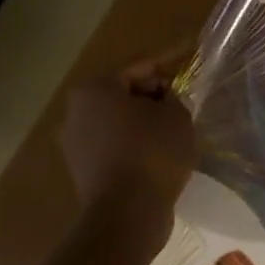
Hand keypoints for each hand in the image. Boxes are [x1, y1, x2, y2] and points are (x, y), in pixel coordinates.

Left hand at [60, 52, 196, 244]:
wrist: (127, 214)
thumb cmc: (153, 154)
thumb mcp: (177, 116)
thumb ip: (174, 98)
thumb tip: (165, 101)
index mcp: (95, 89)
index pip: (140, 65)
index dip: (170, 58)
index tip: (189, 50)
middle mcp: (76, 111)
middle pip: (124, 92)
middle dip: (154, 93)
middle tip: (184, 97)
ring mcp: (75, 142)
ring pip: (118, 121)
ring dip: (144, 121)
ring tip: (175, 128)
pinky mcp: (83, 170)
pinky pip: (116, 146)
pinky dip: (136, 144)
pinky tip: (160, 153)